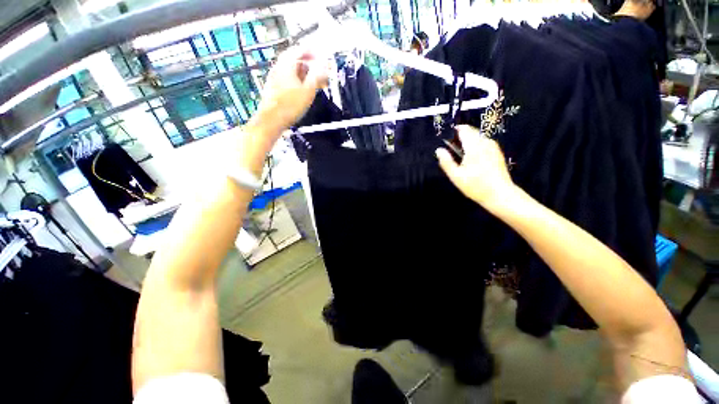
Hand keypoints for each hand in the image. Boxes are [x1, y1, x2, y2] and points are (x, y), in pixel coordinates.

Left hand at [249, 46, 328, 134]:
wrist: (271, 120)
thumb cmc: (290, 106)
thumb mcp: (308, 91)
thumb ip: (317, 76)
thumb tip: (325, 66)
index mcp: (287, 64)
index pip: (300, 50)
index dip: (313, 52)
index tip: (322, 58)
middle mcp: (279, 67)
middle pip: (295, 59)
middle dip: (308, 64)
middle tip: (319, 72)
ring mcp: (274, 77)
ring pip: (291, 69)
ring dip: (303, 73)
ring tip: (313, 83)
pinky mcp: (273, 87)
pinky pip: (286, 77)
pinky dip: (296, 79)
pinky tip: (301, 90)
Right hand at [436, 125, 517, 210]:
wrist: (500, 195)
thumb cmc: (475, 186)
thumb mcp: (456, 176)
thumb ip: (446, 161)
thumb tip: (439, 150)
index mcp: (474, 146)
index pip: (463, 129)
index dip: (453, 132)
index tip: (446, 140)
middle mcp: (485, 142)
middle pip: (470, 132)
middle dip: (460, 138)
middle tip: (451, 152)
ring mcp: (493, 146)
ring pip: (477, 137)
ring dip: (467, 142)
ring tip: (460, 157)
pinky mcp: (497, 152)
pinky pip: (483, 143)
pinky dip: (475, 146)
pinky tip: (472, 160)